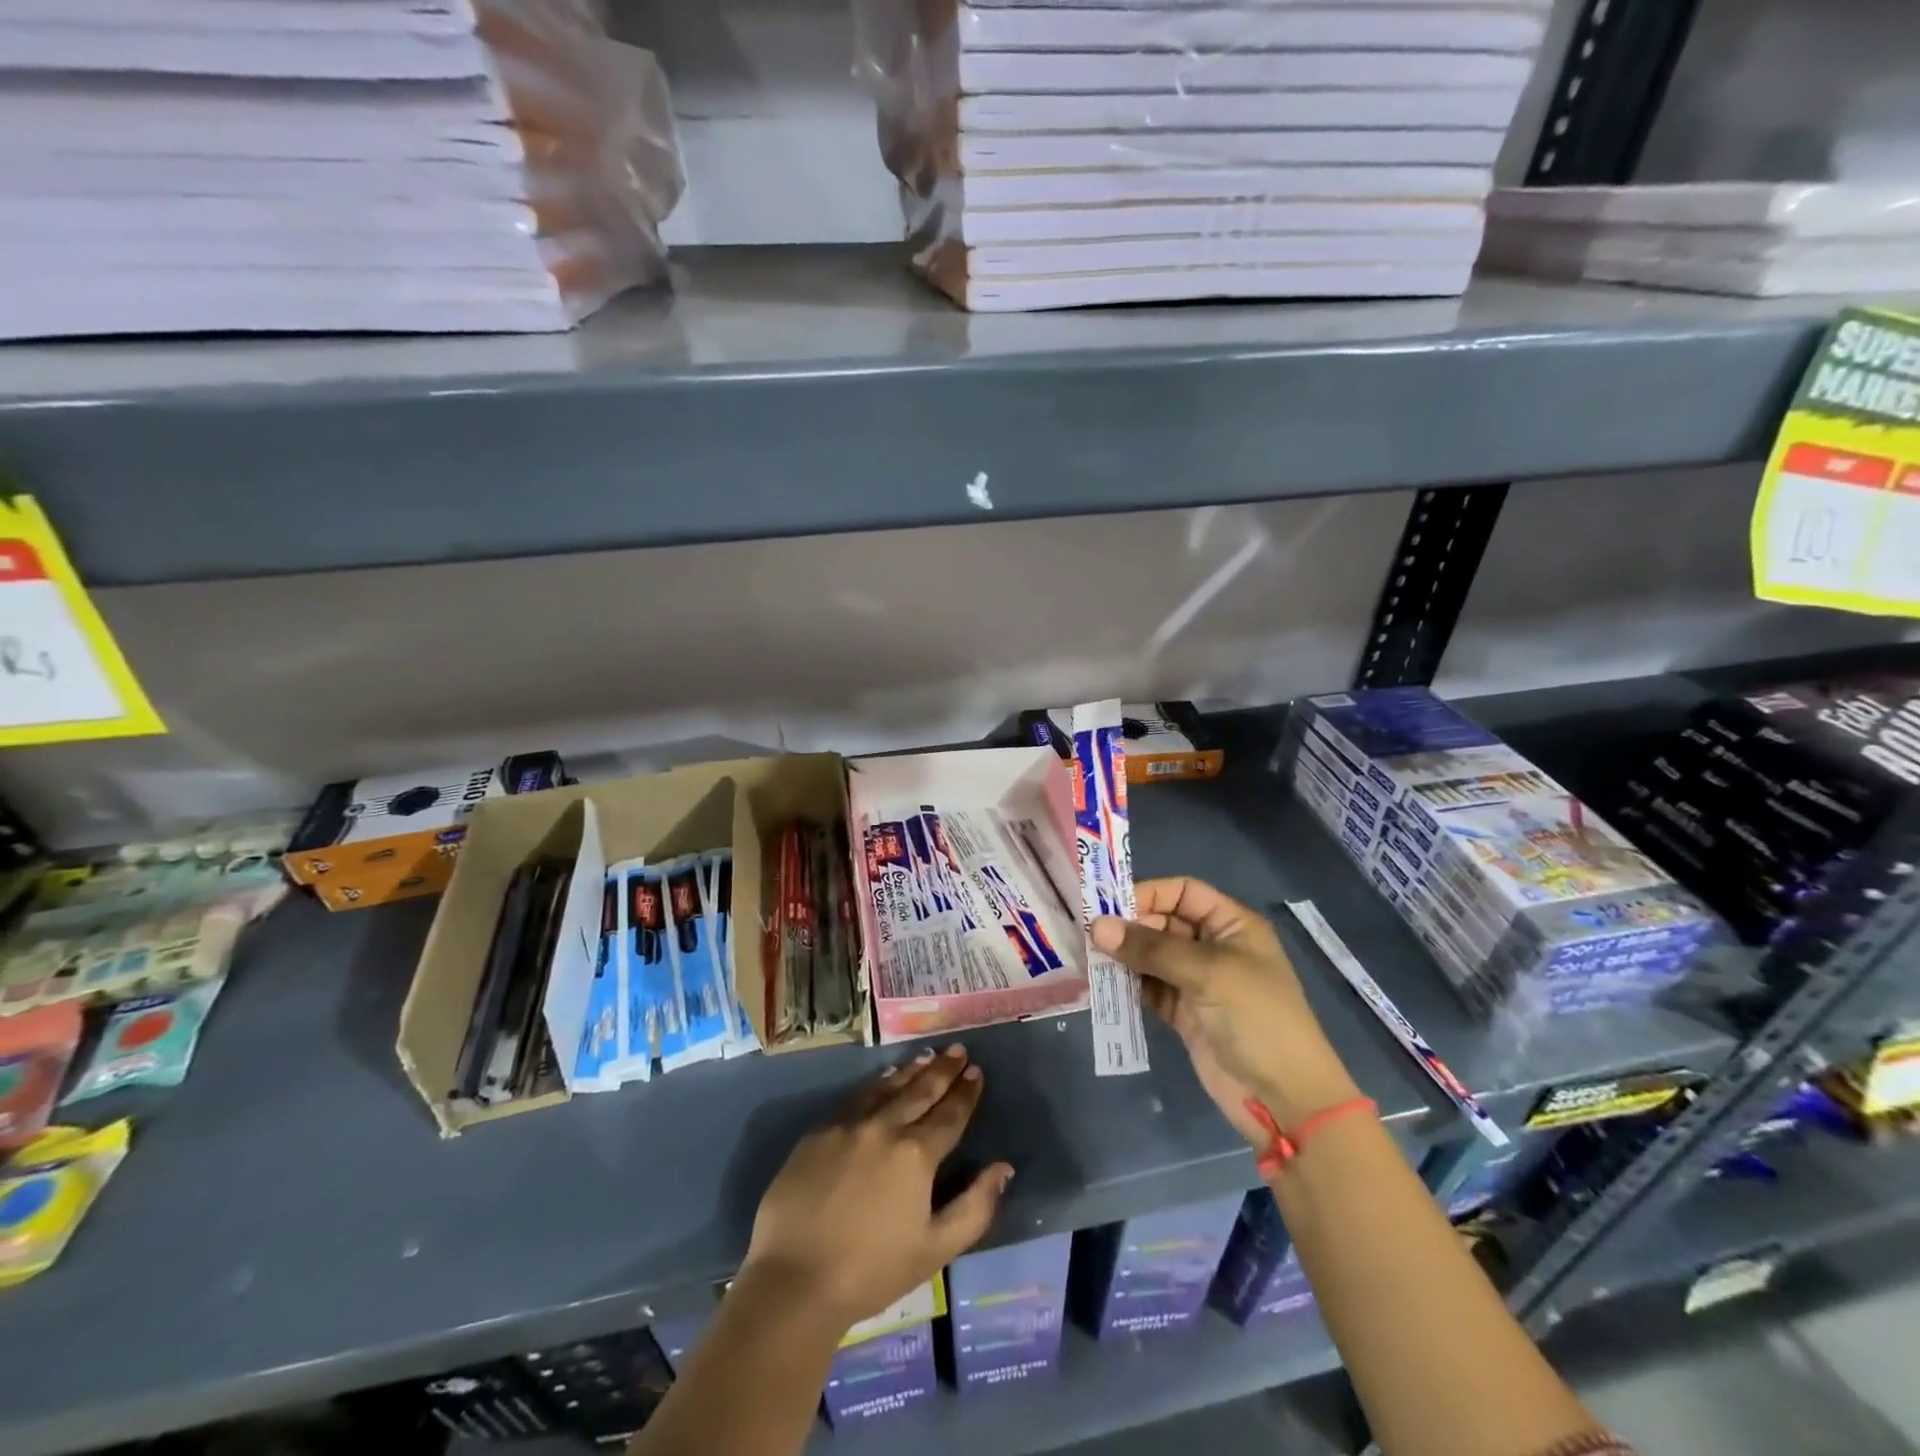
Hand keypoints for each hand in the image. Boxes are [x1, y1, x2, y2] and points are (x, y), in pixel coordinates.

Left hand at [742, 1044, 1012, 1330]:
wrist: (794, 1281)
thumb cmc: (871, 1271)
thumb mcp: (935, 1250)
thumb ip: (975, 1207)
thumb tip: (1002, 1168)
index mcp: (916, 1154)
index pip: (949, 1115)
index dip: (965, 1093)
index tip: (976, 1071)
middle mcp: (885, 1127)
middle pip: (920, 1091)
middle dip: (943, 1070)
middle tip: (958, 1050)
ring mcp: (848, 1125)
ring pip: (887, 1087)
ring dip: (911, 1070)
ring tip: (927, 1056)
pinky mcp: (818, 1132)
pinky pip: (855, 1098)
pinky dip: (876, 1084)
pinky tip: (883, 1079)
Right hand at [1093, 877, 1359, 1138]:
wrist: (1285, 1098)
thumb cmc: (1256, 1018)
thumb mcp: (1207, 972)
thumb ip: (1150, 948)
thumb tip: (1096, 927)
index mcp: (1232, 925)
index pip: (1183, 892)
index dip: (1149, 893)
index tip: (1108, 906)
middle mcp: (1214, 947)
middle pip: (1163, 922)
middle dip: (1129, 926)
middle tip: (1090, 935)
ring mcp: (1198, 982)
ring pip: (1152, 956)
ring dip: (1124, 956)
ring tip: (1089, 958)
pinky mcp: (1184, 1013)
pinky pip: (1149, 988)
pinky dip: (1128, 985)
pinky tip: (1103, 984)